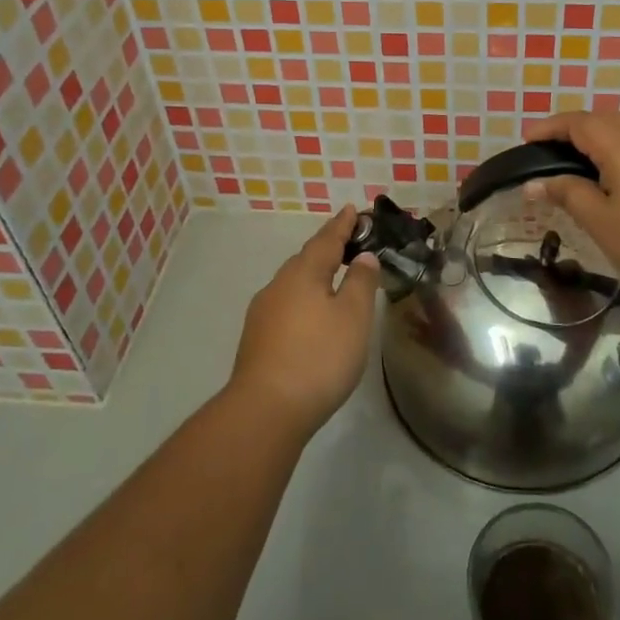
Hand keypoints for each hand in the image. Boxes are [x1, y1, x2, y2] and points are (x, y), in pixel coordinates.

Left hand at [228, 207, 380, 436]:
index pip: (327, 239)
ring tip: (333, 277)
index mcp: (304, 273)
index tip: (353, 209)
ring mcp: (263, 312)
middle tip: (348, 241)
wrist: (265, 410)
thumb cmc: (318, 357)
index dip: (343, 225)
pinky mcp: (257, 339)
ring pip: (294, 283)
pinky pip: (286, 304)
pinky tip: (311, 315)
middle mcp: (279, 285)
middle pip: (307, 258)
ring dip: (314, 275)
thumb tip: (362, 256)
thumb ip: (361, 282)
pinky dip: (303, 299)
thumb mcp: (353, 317)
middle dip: (327, 248)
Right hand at [525, 111, 619, 319]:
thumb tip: (534, 183)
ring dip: (599, 132)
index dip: (550, 128)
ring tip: (578, 156)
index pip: (579, 123)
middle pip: (604, 118)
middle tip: (548, 150)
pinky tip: (615, 169)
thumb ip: (566, 193)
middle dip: (573, 128)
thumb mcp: (600, 222)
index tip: (526, 140)